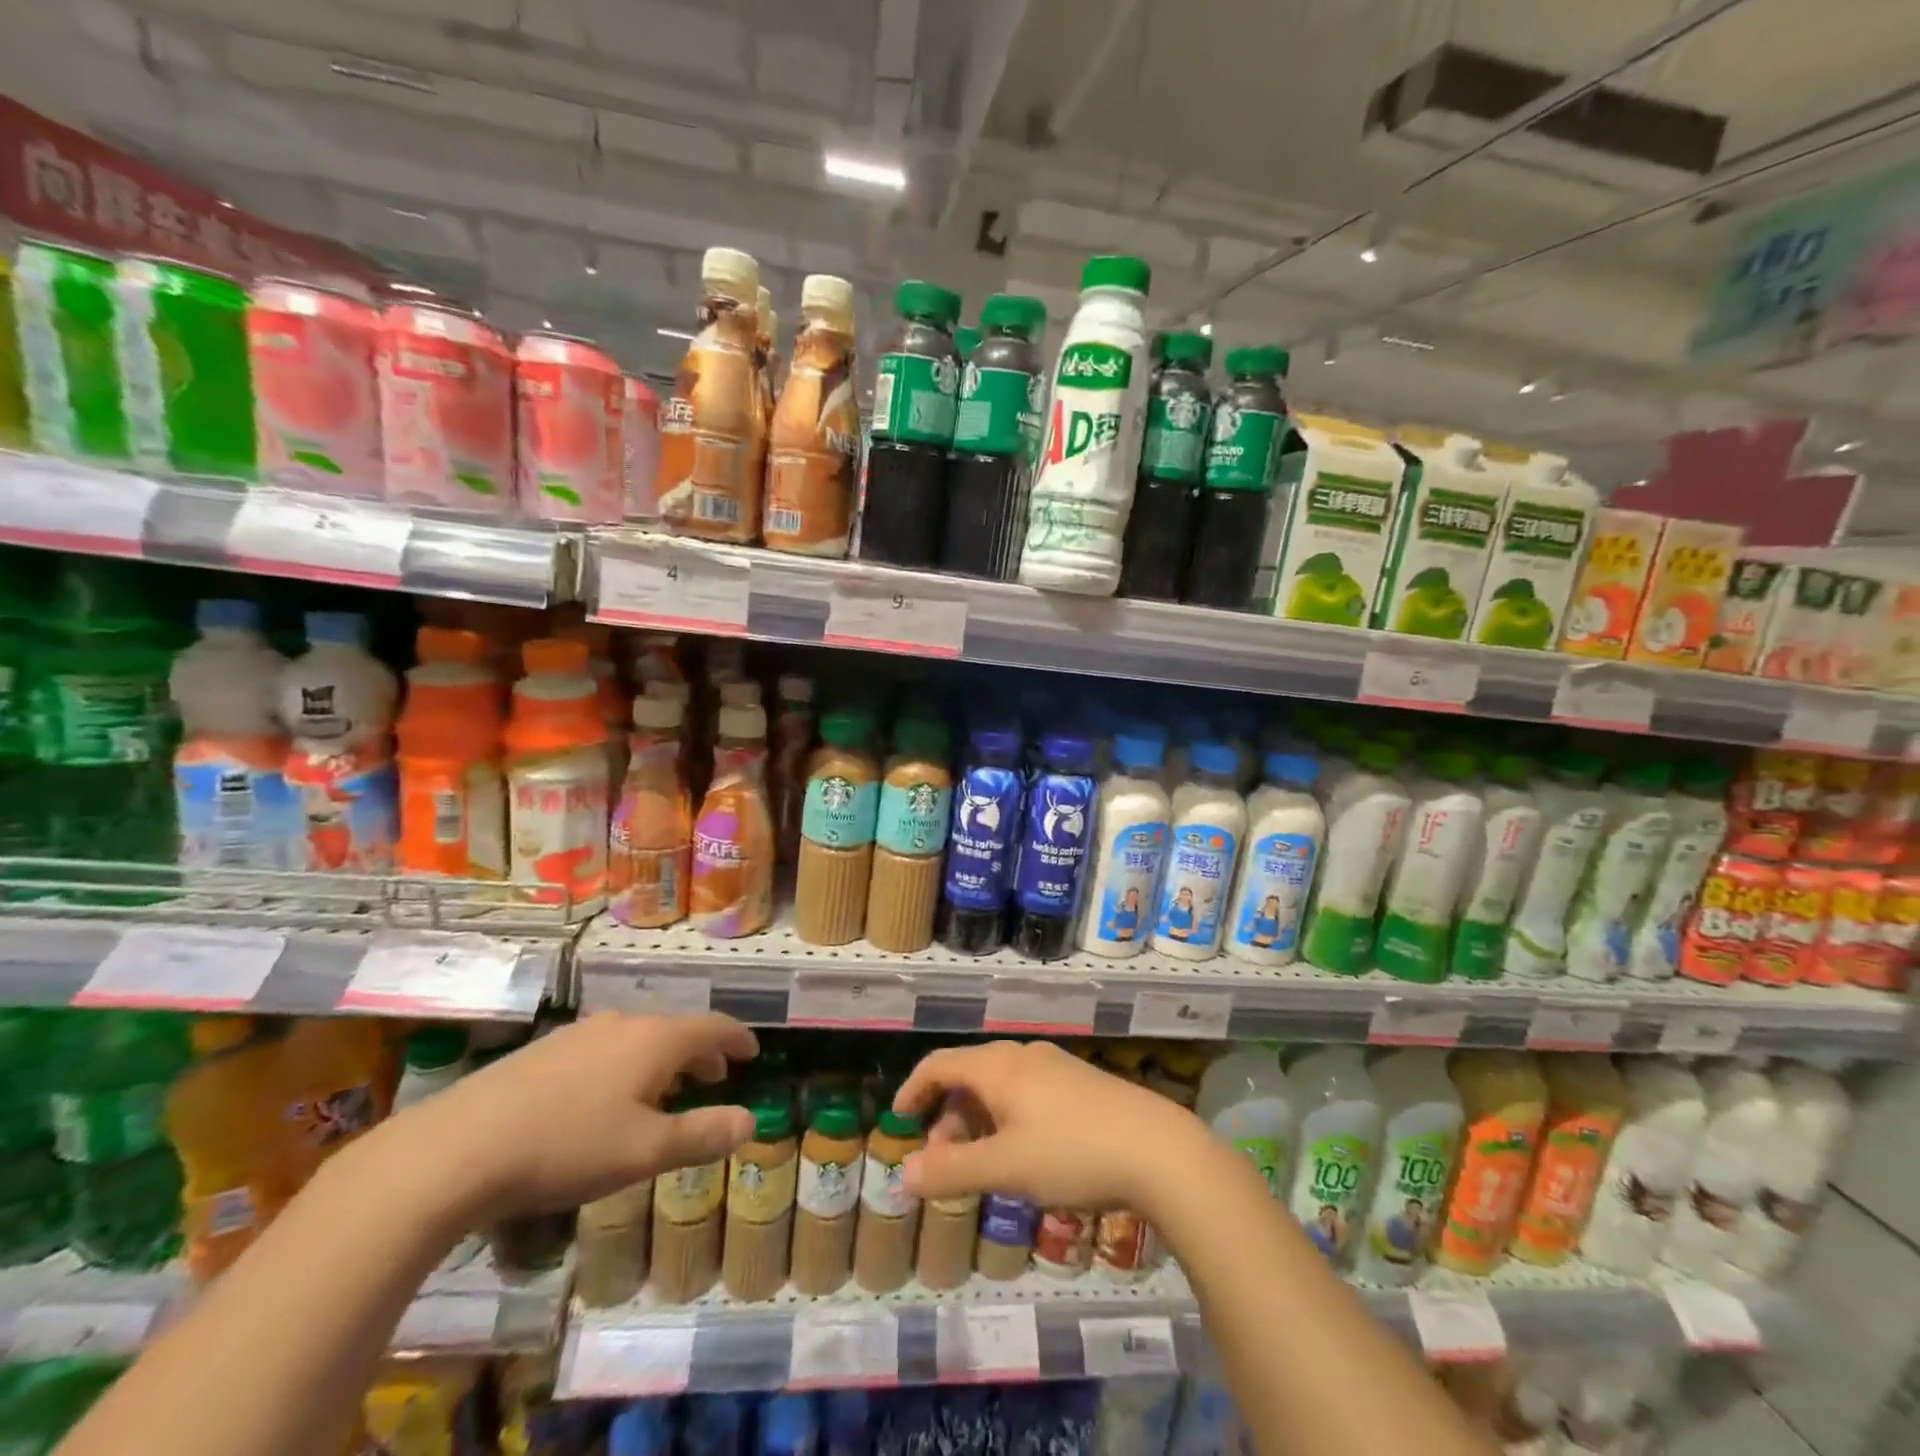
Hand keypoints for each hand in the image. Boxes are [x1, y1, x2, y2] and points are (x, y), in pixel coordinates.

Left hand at [395, 1013, 759, 1219]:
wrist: (455, 1150)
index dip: (736, 1038)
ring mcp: (578, 1035)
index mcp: (654, 1040)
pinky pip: (603, 1050)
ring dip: (662, 1061)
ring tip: (664, 1092)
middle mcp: (621, 1025)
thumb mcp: (645, 1152)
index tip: (752, 1051)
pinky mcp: (542, 1053)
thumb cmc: (566, 1147)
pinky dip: (625, 1066)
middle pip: (674, 1030)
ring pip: (637, 1039)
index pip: (711, 1027)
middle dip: (700, 1052)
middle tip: (714, 1075)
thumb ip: (702, 1134)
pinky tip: (605, 1100)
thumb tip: (751, 1121)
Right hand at [892, 1041, 1204, 1215]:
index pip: (939, 1064)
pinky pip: (1027, 1093)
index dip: (912, 1089)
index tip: (898, 1121)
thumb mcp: (1006, 1168)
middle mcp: (1023, 1056)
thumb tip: (903, 1173)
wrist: (1159, 1148)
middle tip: (945, 1162)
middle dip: (948, 1116)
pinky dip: (1008, 1119)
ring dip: (979, 1121)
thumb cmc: (1072, 1152)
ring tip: (985, 1165)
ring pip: (1000, 1086)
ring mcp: (1055, 1067)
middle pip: (969, 1075)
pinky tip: (1027, 1155)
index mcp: (998, 1066)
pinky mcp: (1080, 1083)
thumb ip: (952, 1170)